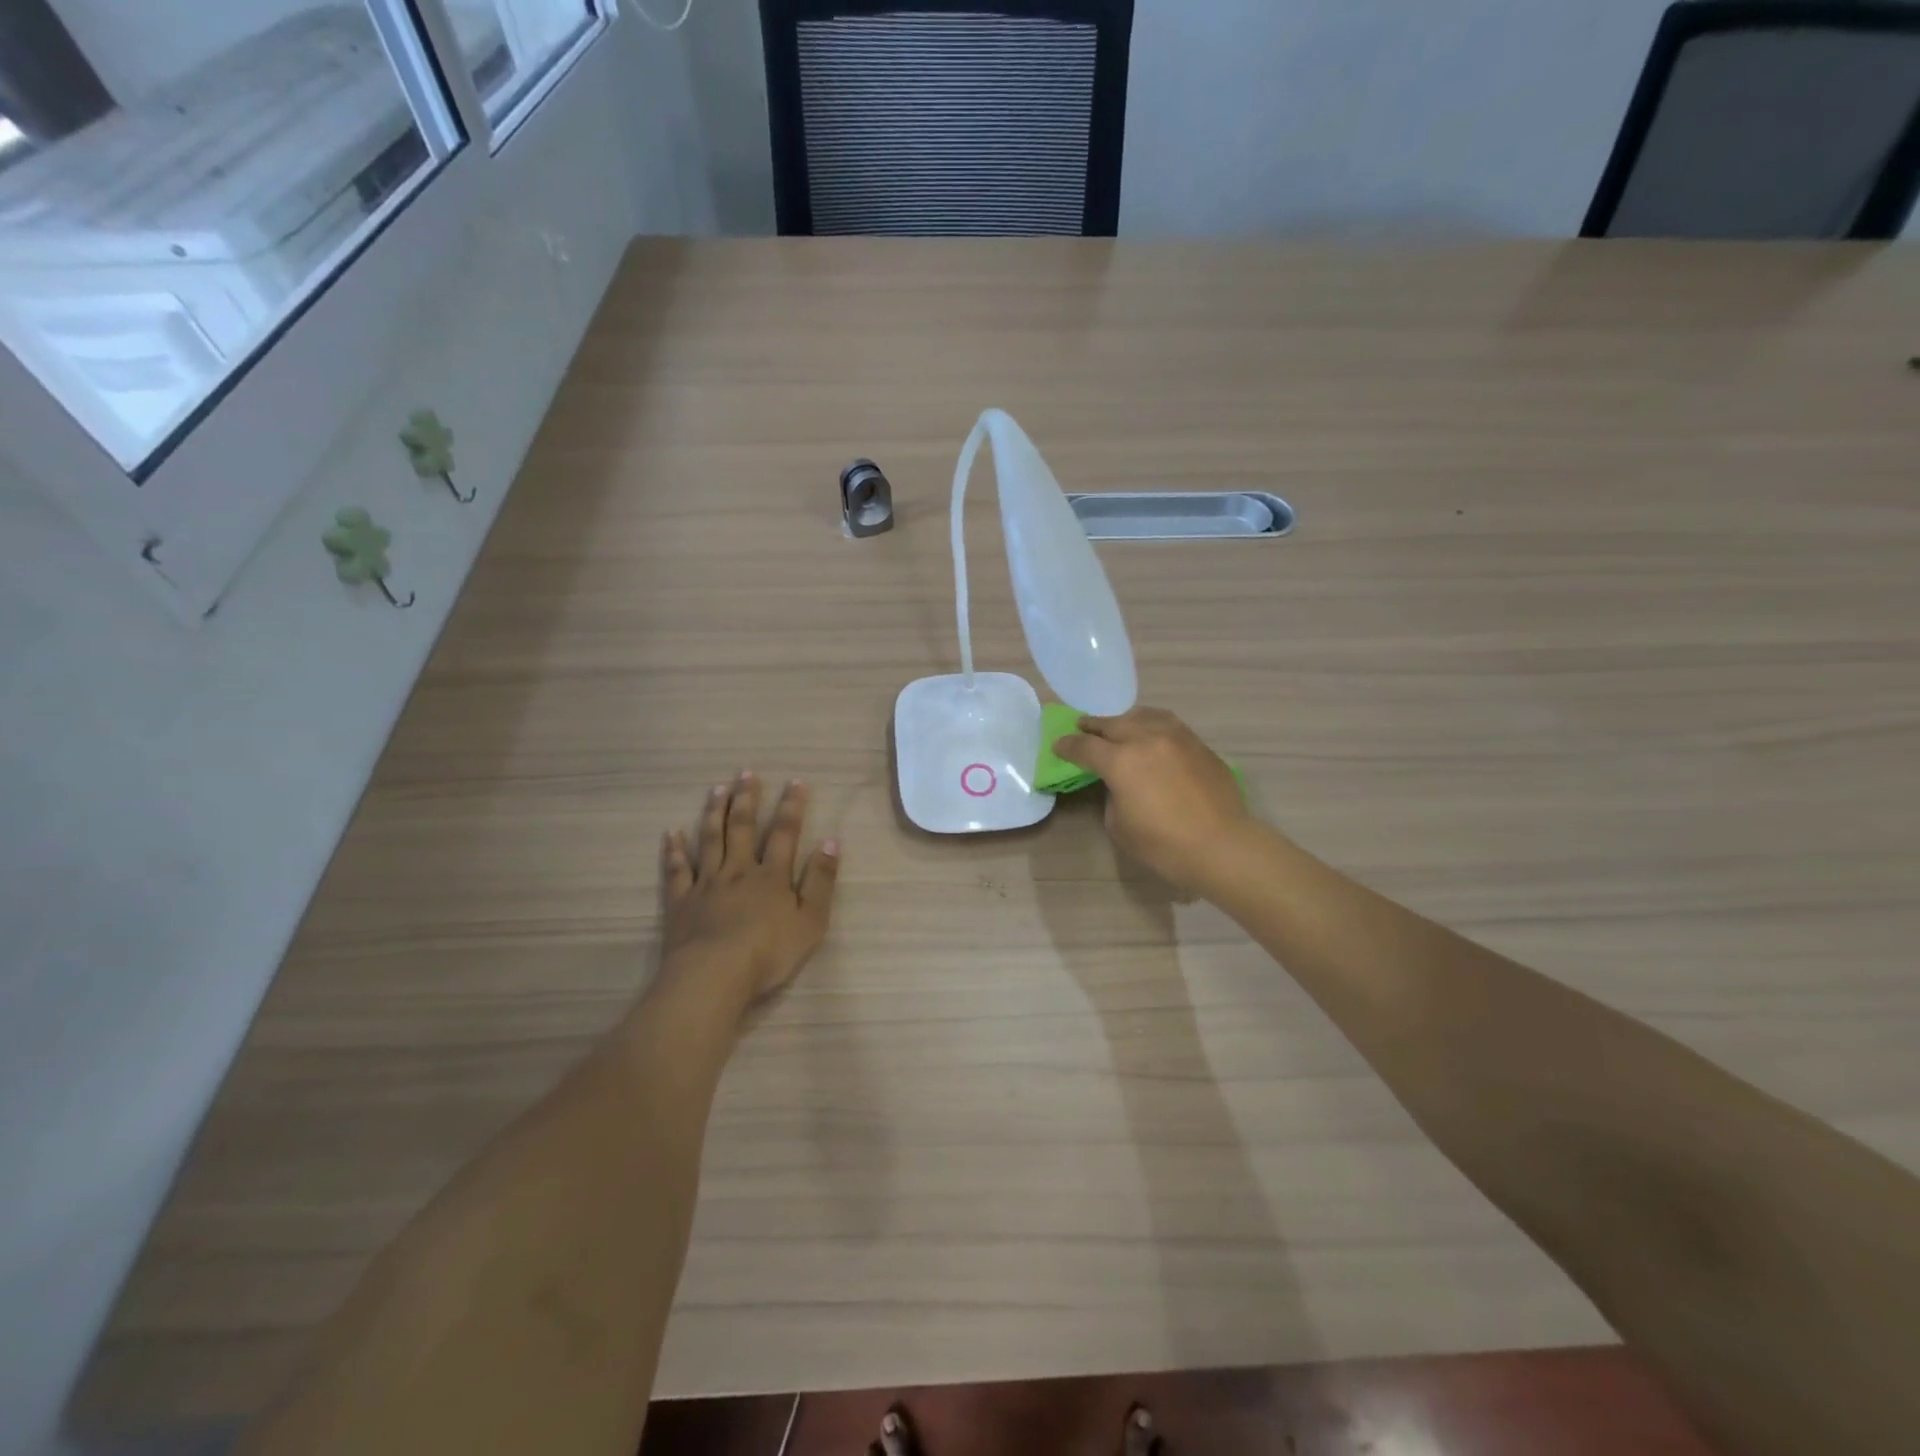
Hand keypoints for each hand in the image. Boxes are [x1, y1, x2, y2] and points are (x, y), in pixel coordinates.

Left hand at [659, 771, 839, 1011]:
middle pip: (742, 829)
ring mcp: (706, 885)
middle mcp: (738, 871)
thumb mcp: (811, 920)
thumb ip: (821, 880)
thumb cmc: (769, 952)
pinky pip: (677, 871)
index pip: (785, 833)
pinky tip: (671, 833)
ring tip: (716, 789)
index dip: (791, 807)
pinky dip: (674, 850)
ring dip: (714, 813)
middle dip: (746, 799)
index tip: (795, 782)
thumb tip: (831, 840)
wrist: (715, 975)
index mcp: (771, 876)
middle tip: (746, 773)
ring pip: (710, 841)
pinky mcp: (682, 902)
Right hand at [1054, 707, 1252, 895]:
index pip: (1085, 747)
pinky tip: (1151, 735)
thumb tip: (1119, 782)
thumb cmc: (1163, 844)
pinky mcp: (1198, 744)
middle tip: (1082, 729)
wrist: (1222, 846)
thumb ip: (1112, 794)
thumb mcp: (1119, 825)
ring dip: (1125, 720)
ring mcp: (1177, 737)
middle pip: (1112, 724)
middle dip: (1093, 727)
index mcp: (1120, 761)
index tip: (1058, 746)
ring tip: (1119, 726)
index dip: (1068, 746)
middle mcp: (1146, 739)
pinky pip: (1169, 725)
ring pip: (1143, 716)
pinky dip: (1152, 725)